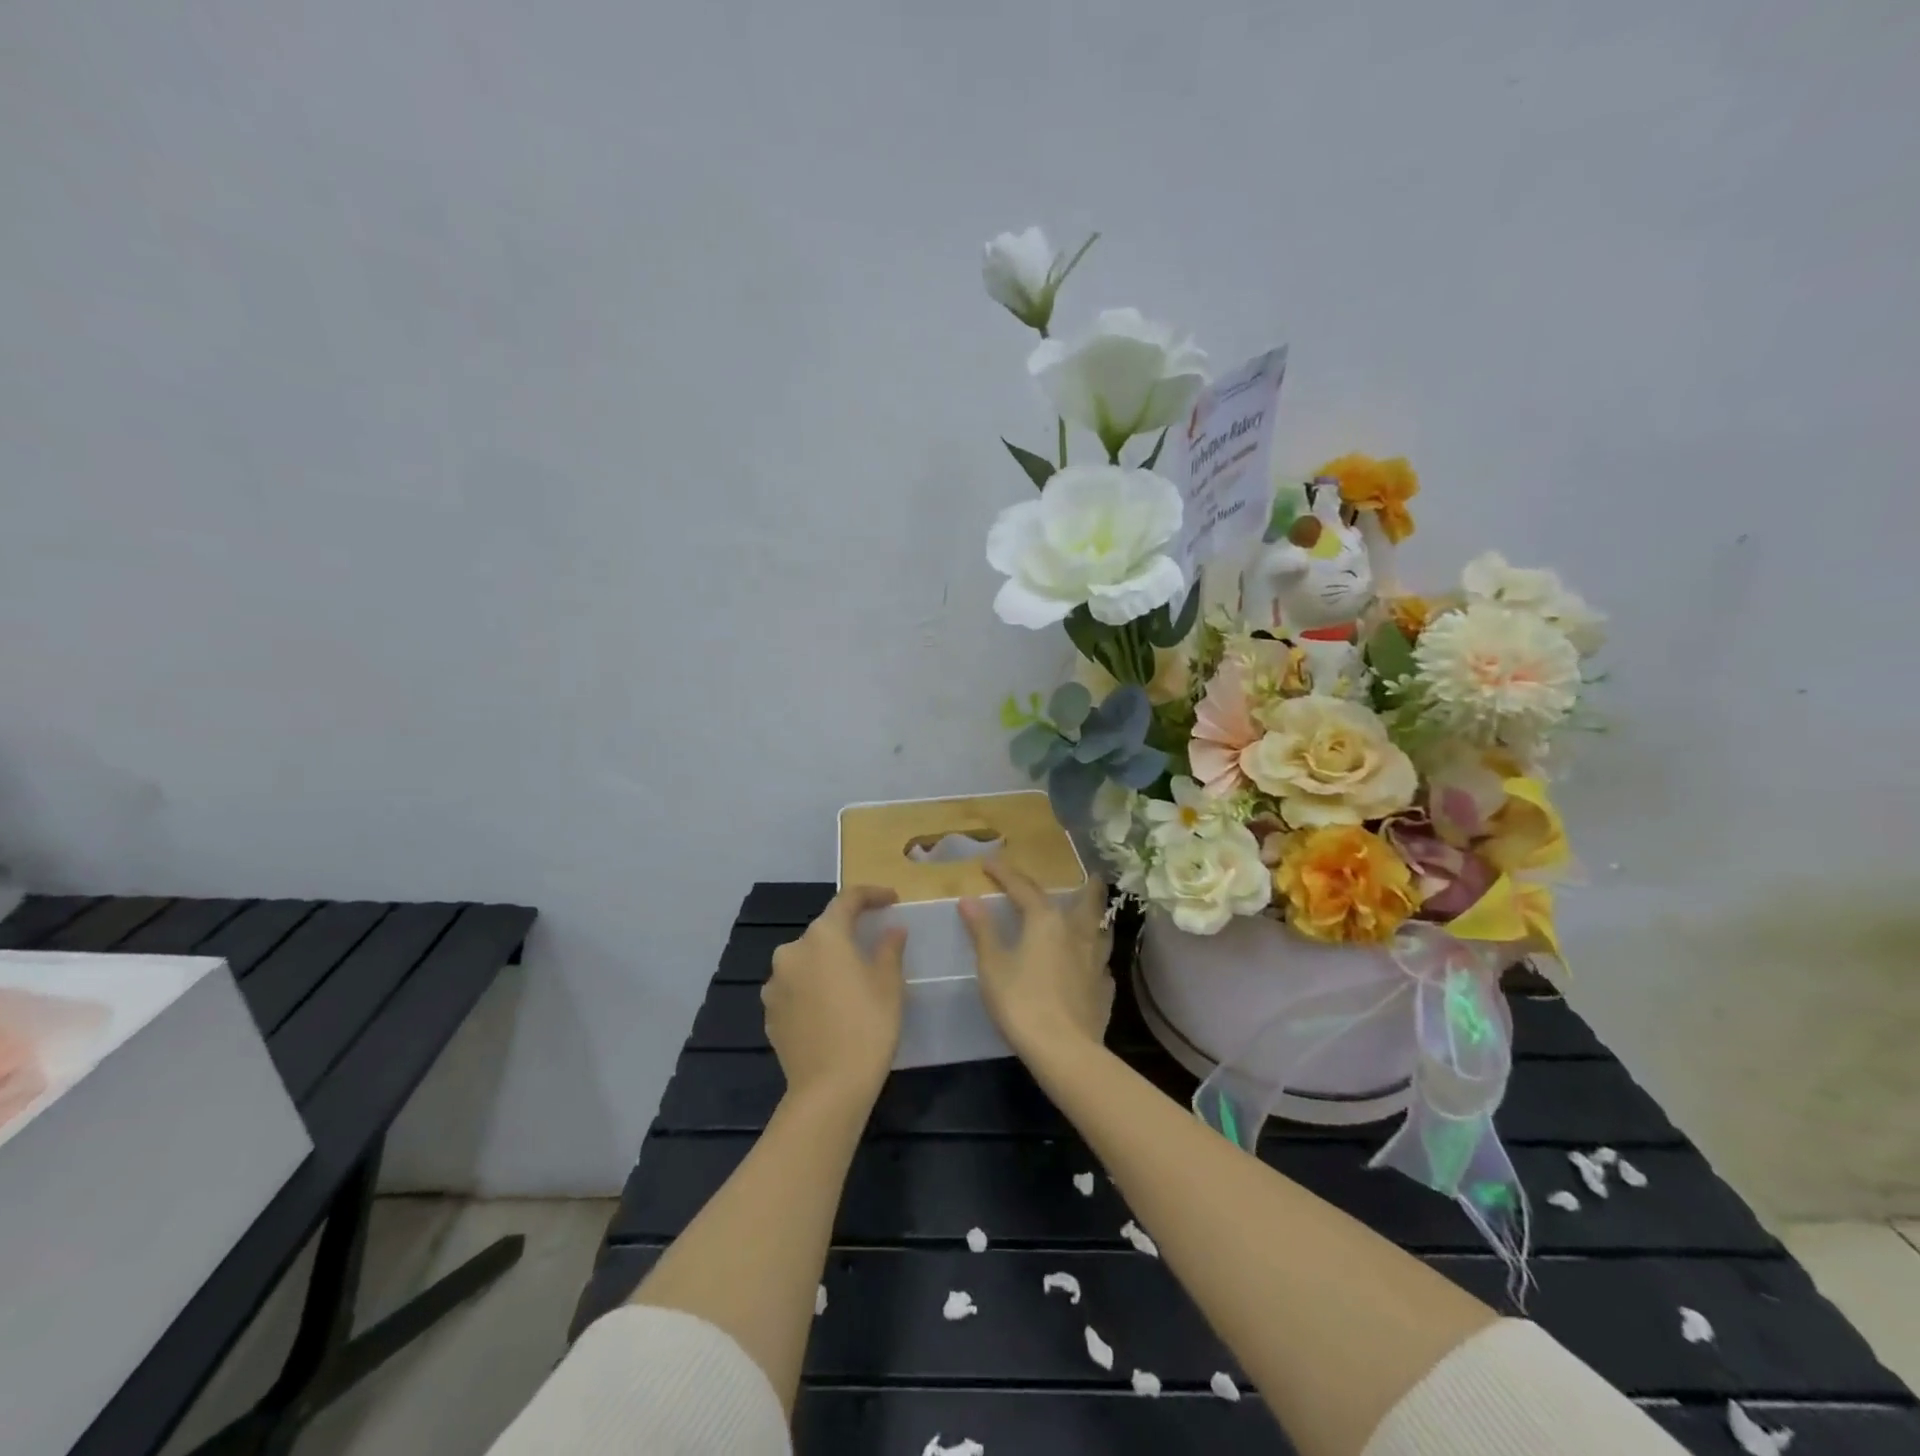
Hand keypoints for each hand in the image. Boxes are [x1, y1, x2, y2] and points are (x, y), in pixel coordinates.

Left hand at [764, 885, 906, 1106]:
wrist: (829, 1089)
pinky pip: (795, 988)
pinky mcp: (769, 1013)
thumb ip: (889, 949)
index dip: (872, 895)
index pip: (848, 900)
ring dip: (827, 964)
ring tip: (850, 983)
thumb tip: (892, 931)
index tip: (891, 900)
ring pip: (806, 961)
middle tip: (872, 947)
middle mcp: (792, 952)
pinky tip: (830, 1009)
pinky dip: (812, 989)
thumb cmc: (868, 1026)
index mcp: (824, 936)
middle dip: (847, 935)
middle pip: (824, 932)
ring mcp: (775, 984)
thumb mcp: (889, 984)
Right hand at [960, 859, 1112, 1069]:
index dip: (1005, 873)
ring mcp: (1097, 960)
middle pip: (1089, 899)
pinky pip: (1102, 962)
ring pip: (1102, 928)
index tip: (990, 863)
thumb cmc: (1021, 1002)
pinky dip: (1095, 956)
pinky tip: (1090, 964)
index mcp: (1046, 921)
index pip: (1024, 887)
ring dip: (1097, 917)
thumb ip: (983, 931)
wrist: (1064, 1050)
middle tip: (1088, 874)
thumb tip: (968, 900)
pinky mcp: (1105, 987)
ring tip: (1092, 915)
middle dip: (1087, 884)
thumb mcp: (992, 966)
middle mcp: (1077, 932)